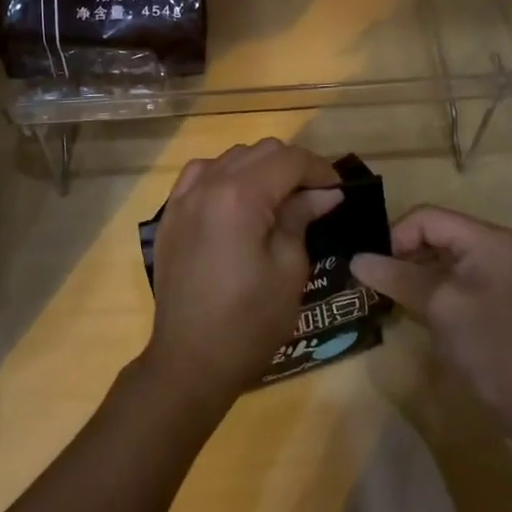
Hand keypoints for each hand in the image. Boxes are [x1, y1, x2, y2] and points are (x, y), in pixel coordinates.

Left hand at [142, 139, 342, 407]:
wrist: (189, 360)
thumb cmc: (248, 322)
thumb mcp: (289, 270)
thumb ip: (301, 218)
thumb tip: (324, 193)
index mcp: (239, 196)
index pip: (288, 160)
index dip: (320, 169)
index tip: (339, 190)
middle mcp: (207, 184)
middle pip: (260, 152)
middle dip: (293, 166)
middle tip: (316, 196)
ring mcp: (183, 197)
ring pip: (231, 157)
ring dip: (260, 168)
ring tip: (279, 198)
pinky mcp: (172, 214)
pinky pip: (201, 174)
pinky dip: (226, 175)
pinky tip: (238, 200)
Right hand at [352, 206, 511, 422]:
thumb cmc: (489, 344)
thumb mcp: (438, 305)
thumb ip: (396, 276)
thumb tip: (355, 260)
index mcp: (485, 239)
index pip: (427, 218)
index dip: (395, 236)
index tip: (371, 266)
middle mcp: (488, 248)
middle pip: (431, 234)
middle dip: (399, 253)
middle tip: (370, 279)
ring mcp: (487, 275)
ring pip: (435, 258)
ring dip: (407, 272)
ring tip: (380, 292)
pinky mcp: (483, 300)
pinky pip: (444, 280)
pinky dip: (421, 288)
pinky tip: (403, 305)